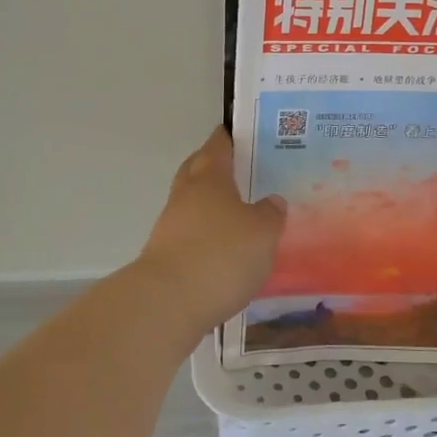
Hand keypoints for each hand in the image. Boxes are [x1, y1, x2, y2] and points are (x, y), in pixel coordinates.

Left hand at [134, 129, 286, 333]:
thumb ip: (270, 214)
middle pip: (196, 170)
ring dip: (210, 205)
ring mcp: (170, 226)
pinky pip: (189, 234)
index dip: (229, 138)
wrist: (168, 303)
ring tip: (239, 215)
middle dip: (214, 166)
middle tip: (240, 169)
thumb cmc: (221, 255)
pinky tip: (223, 249)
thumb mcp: (263, 233)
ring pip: (191, 204)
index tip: (241, 133)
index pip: (218, 146)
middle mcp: (185, 195)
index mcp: (209, 178)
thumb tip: (271, 201)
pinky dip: (205, 235)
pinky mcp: (165, 256)